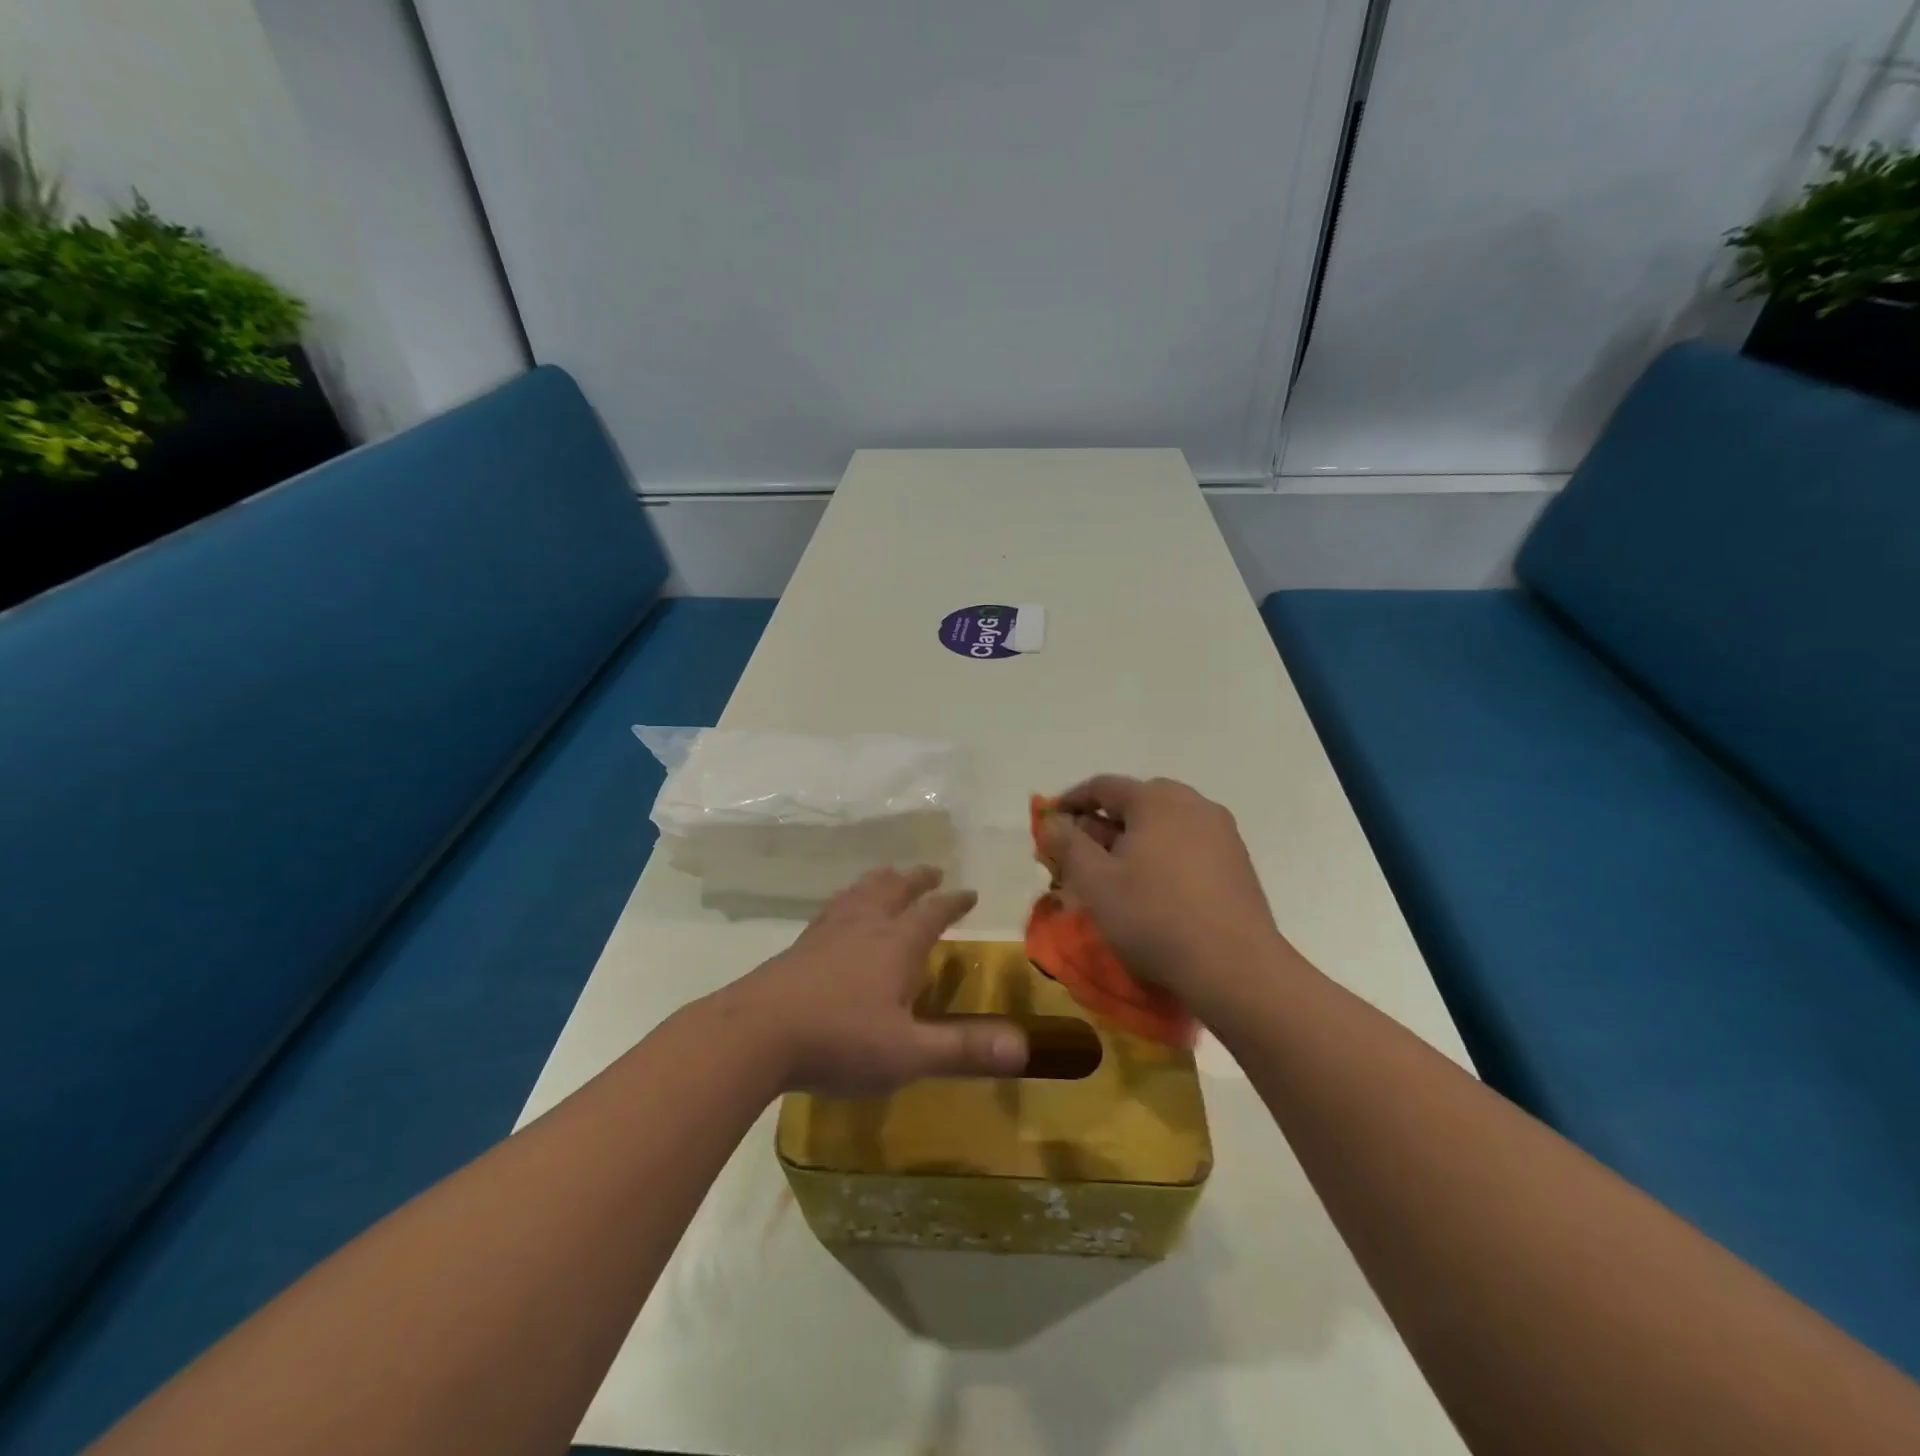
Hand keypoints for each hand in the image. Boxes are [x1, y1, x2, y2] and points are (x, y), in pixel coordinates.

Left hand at [723, 866, 1028, 1095]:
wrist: (756, 1034)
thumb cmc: (839, 1040)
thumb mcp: (909, 1053)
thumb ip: (964, 1049)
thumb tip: (1024, 1046)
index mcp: (895, 944)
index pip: (932, 912)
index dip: (953, 902)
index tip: (968, 892)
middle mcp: (863, 927)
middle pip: (893, 890)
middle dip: (915, 880)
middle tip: (930, 871)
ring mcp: (826, 933)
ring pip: (859, 894)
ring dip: (879, 882)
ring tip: (886, 876)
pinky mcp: (798, 948)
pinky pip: (830, 910)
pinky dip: (845, 901)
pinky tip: (837, 913)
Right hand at [1041, 776, 1286, 1009]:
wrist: (1234, 967)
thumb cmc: (1153, 916)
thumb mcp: (1094, 881)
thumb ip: (1066, 843)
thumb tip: (1051, 820)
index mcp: (1156, 799)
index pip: (1102, 786)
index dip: (1070, 802)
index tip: (1050, 824)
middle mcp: (1192, 803)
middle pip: (1135, 803)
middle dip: (1102, 825)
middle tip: (1079, 855)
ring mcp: (1221, 832)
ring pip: (1163, 826)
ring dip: (1133, 842)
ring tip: (1114, 876)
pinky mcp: (1237, 862)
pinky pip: (1187, 845)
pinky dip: (1162, 856)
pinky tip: (1153, 889)